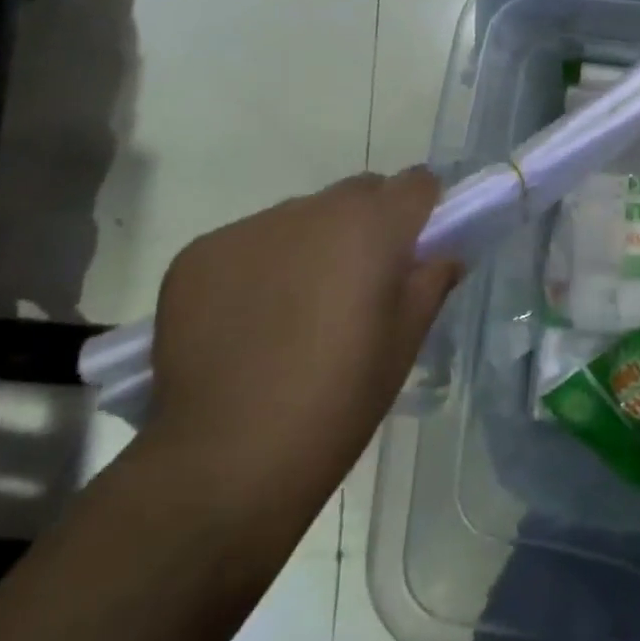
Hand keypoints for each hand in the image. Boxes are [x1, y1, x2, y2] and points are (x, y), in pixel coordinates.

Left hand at [142, 169, 461, 529]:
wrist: (228, 458)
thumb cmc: (340, 397)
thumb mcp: (406, 341)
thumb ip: (431, 281)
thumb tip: (441, 255)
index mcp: (373, 225)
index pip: (417, 182)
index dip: (423, 210)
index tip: (417, 246)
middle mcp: (312, 210)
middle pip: (357, 192)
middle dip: (368, 223)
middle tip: (360, 283)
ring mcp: (249, 229)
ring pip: (300, 217)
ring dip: (311, 244)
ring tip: (296, 309)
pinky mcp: (198, 254)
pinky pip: (247, 243)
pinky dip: (259, 267)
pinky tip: (249, 322)